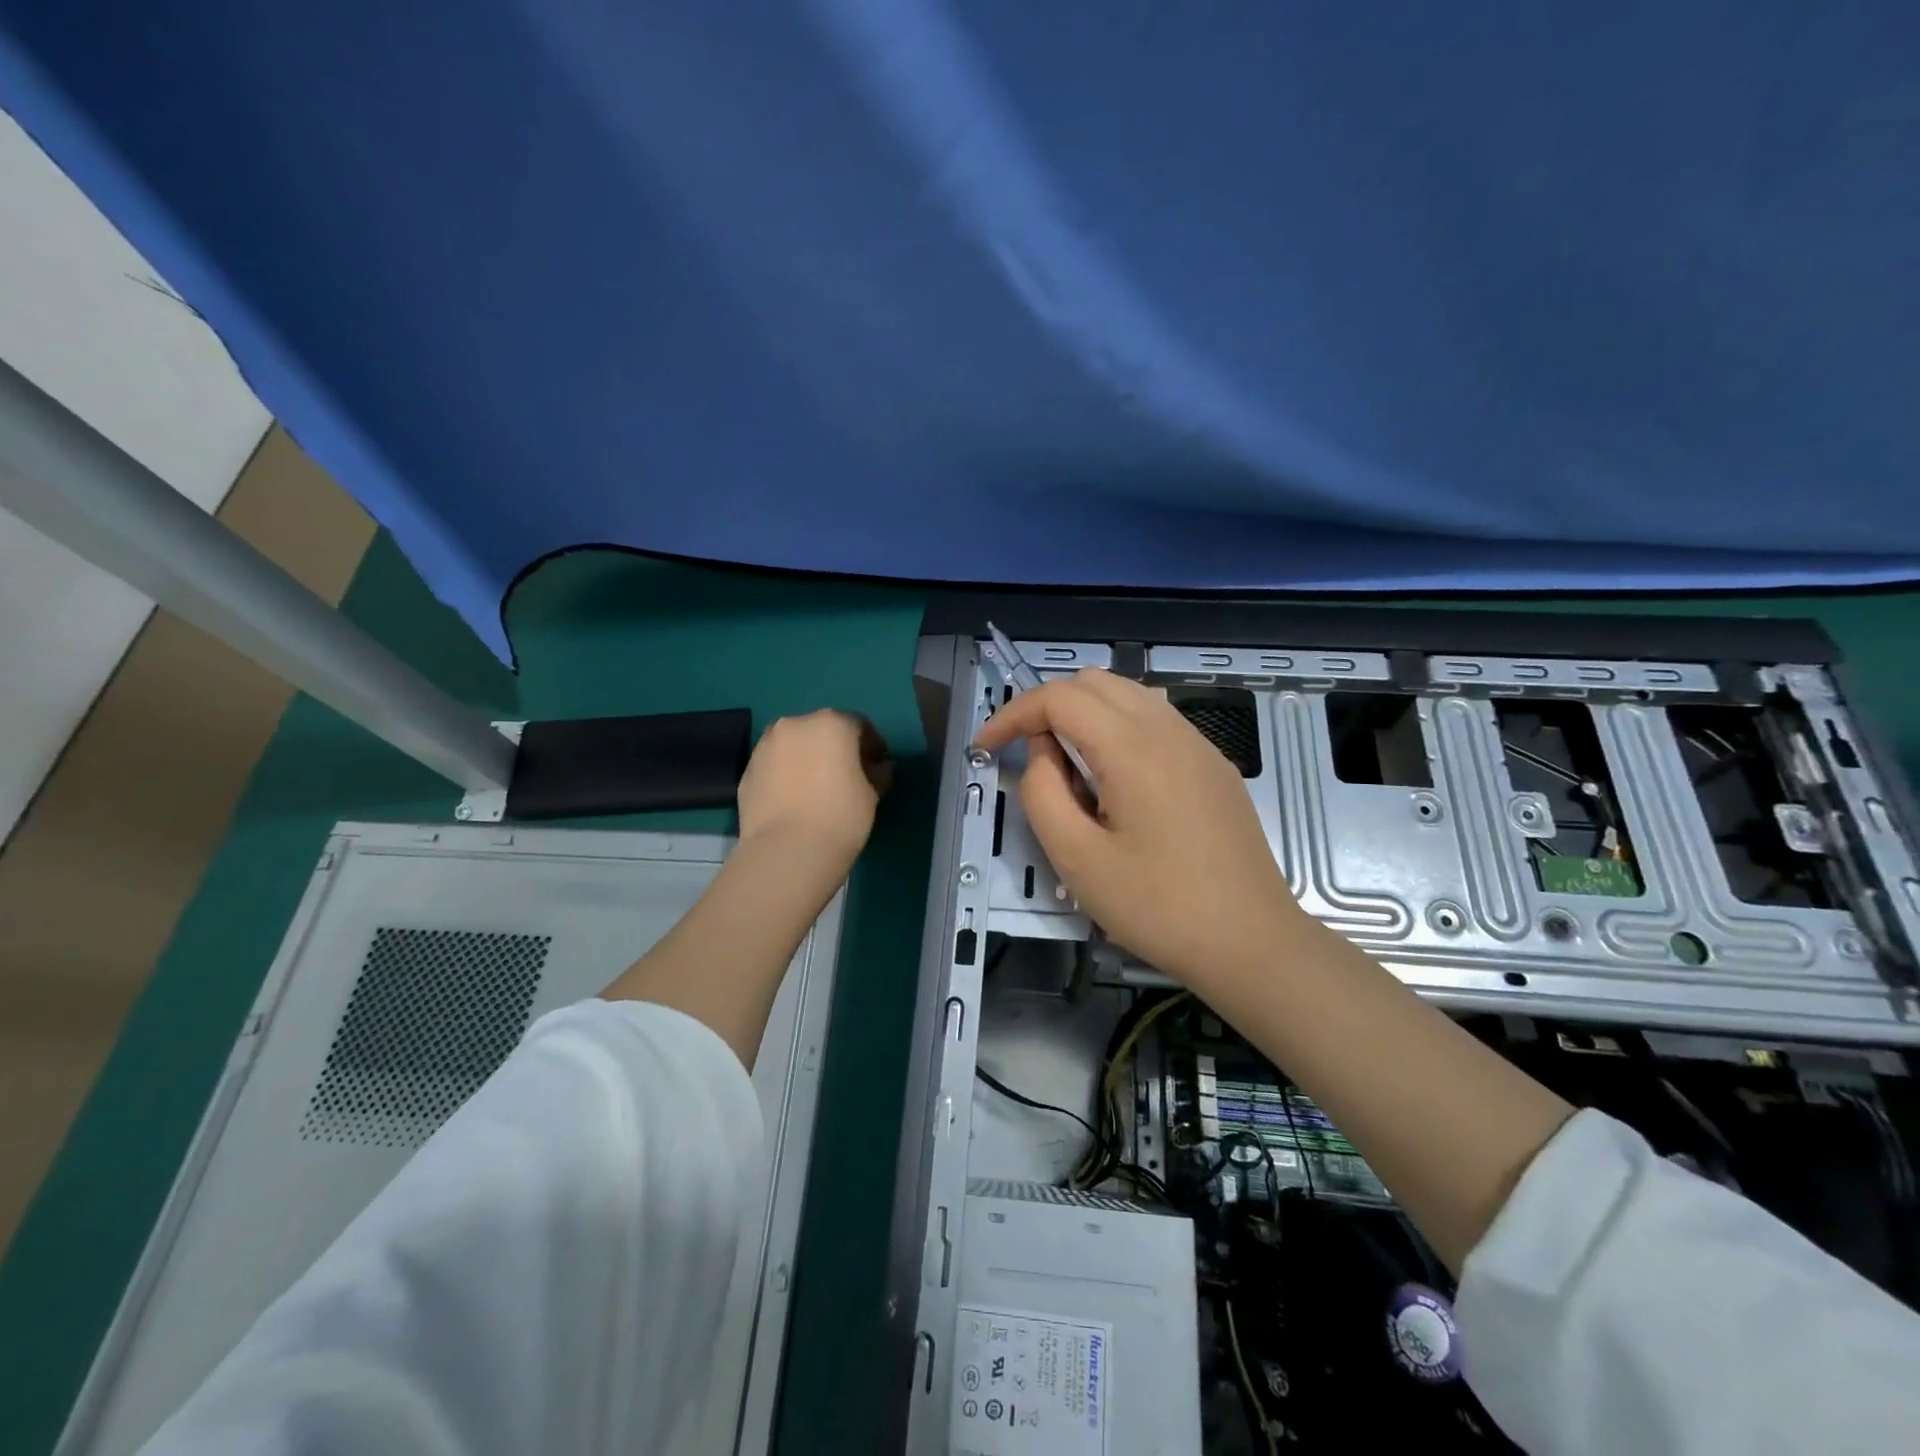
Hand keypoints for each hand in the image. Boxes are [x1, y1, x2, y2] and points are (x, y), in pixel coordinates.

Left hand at [737, 710, 891, 868]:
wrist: (786, 851)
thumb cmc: (840, 816)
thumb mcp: (872, 795)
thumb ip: (878, 773)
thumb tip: (878, 768)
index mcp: (831, 723)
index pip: (859, 726)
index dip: (872, 746)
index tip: (877, 767)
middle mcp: (795, 724)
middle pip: (823, 730)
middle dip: (836, 748)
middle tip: (847, 776)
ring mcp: (766, 745)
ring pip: (795, 745)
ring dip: (808, 758)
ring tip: (817, 788)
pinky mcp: (747, 770)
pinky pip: (775, 765)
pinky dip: (787, 773)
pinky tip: (795, 799)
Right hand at [972, 670, 1303, 988]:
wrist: (1253, 943)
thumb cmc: (1159, 907)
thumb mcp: (1078, 859)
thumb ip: (1042, 792)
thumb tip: (1042, 751)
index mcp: (1132, 747)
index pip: (1058, 698)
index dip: (1012, 714)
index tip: (986, 747)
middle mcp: (1168, 729)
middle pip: (1093, 682)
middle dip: (1047, 706)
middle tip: (1025, 754)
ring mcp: (1198, 744)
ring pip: (1127, 695)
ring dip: (1084, 713)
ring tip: (1066, 765)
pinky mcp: (1213, 765)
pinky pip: (1155, 720)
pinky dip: (1118, 727)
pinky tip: (1113, 779)